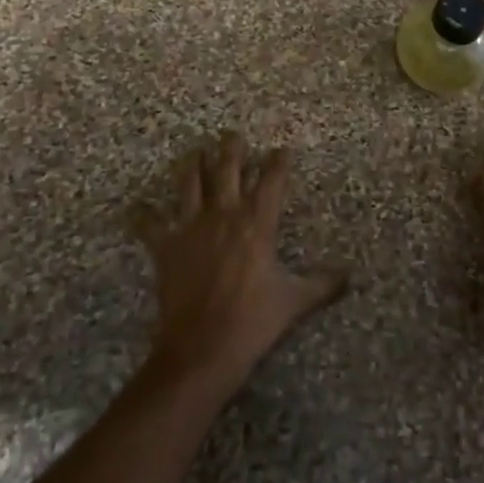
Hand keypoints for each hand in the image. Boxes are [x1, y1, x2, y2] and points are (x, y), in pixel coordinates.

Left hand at [137, 132, 347, 404]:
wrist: (202, 348)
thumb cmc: (252, 321)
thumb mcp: (294, 302)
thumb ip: (323, 284)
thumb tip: (349, 275)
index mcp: (257, 223)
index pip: (271, 180)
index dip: (278, 162)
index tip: (282, 150)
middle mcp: (224, 215)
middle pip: (227, 169)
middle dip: (231, 149)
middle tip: (232, 134)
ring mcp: (191, 228)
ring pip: (190, 184)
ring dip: (192, 165)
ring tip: (194, 152)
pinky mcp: (166, 247)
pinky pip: (149, 225)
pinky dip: (142, 215)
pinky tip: (135, 207)